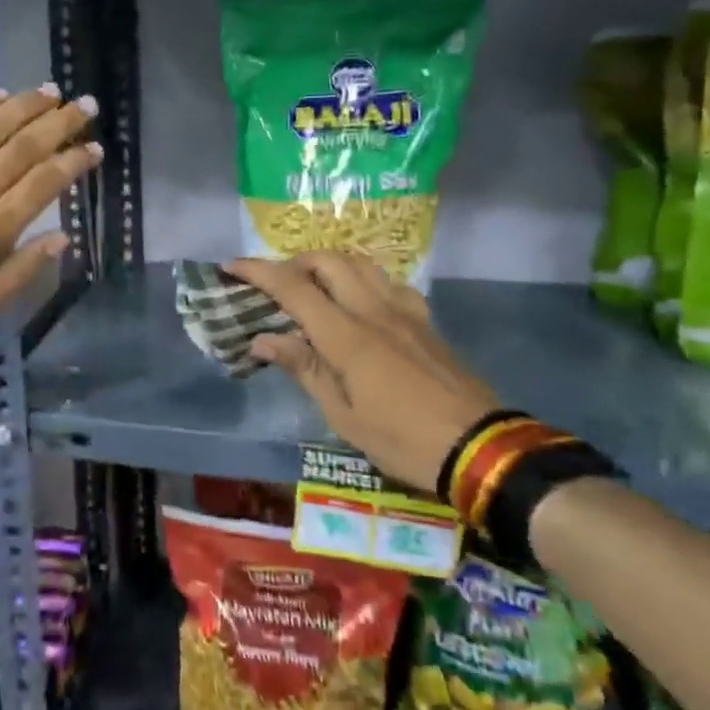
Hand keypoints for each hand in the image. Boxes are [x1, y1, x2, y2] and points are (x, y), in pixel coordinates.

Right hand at [227, 252, 497, 496]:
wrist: (479, 448)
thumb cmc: (401, 440)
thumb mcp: (343, 415)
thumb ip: (304, 368)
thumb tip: (263, 340)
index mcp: (347, 336)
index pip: (293, 288)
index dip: (258, 272)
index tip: (230, 266)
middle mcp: (374, 310)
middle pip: (328, 261)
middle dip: (293, 263)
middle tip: (275, 287)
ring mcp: (404, 311)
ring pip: (360, 263)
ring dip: (328, 265)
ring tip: (312, 289)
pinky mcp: (424, 320)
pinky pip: (388, 282)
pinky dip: (362, 280)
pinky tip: (359, 304)